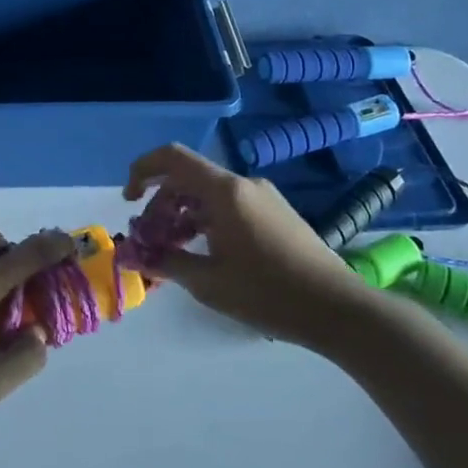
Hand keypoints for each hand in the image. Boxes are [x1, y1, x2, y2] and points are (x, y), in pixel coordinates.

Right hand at [125, 143, 381, 351]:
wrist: (339, 309)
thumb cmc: (268, 293)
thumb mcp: (209, 282)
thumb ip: (166, 263)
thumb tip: (131, 257)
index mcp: (225, 192)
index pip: (173, 158)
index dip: (143, 170)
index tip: (129, 199)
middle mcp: (243, 185)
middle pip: (188, 179)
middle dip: (160, 205)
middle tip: (150, 240)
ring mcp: (262, 197)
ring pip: (208, 195)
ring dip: (183, 216)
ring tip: (173, 251)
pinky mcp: (275, 213)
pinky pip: (229, 206)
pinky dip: (206, 221)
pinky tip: (204, 253)